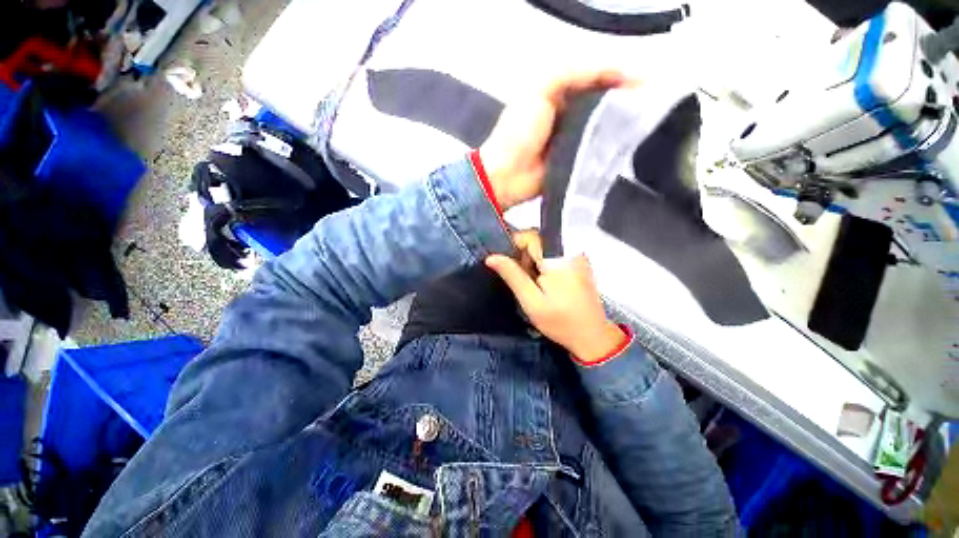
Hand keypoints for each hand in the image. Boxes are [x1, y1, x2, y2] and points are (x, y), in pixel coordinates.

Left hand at [479, 70, 629, 210]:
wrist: (507, 176)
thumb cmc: (518, 133)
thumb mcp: (538, 91)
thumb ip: (569, 75)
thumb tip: (609, 72)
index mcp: (555, 95)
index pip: (591, 80)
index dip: (615, 77)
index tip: (640, 83)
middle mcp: (565, 116)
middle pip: (598, 103)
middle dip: (621, 101)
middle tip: (645, 104)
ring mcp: (569, 140)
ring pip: (598, 127)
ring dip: (617, 124)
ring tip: (641, 121)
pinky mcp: (572, 161)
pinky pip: (592, 151)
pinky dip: (607, 147)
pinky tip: (624, 144)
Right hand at [488, 231, 625, 361]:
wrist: (592, 336)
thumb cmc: (560, 322)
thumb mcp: (531, 301)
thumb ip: (512, 276)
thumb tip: (492, 257)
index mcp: (558, 259)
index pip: (530, 235)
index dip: (515, 246)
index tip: (510, 266)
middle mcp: (570, 251)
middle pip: (538, 240)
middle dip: (525, 257)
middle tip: (524, 281)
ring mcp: (578, 257)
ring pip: (545, 248)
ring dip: (534, 262)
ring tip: (535, 285)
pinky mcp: (580, 264)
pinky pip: (555, 255)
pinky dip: (545, 265)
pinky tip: (546, 284)